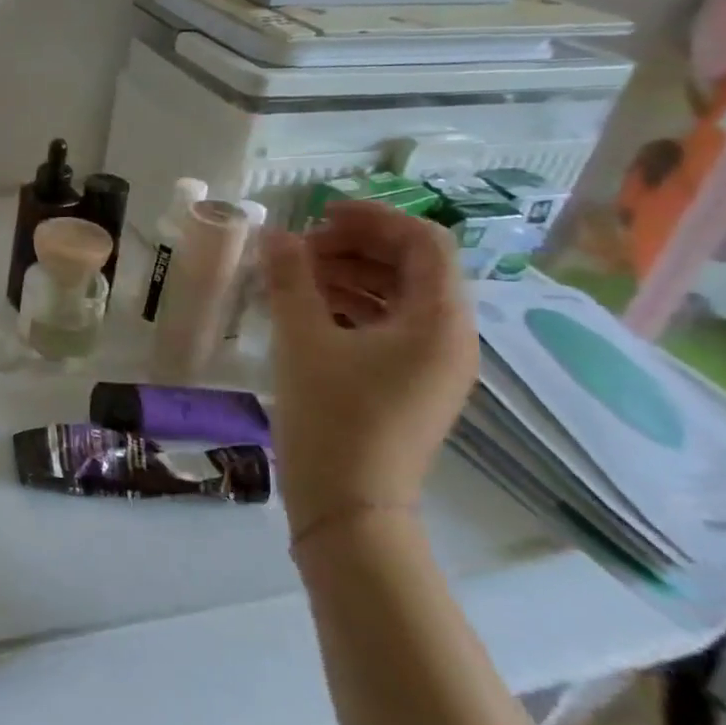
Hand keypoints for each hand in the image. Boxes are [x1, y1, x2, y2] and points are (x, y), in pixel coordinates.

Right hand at [262, 200, 477, 540]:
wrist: (349, 508)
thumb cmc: (332, 419)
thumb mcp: (303, 341)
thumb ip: (290, 279)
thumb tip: (276, 234)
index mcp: (439, 321)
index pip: (423, 242)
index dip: (373, 218)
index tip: (319, 216)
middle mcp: (450, 338)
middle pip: (412, 267)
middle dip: (355, 247)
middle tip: (300, 249)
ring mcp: (433, 365)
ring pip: (398, 298)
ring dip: (350, 276)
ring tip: (296, 276)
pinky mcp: (410, 385)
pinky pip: (389, 328)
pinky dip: (352, 308)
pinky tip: (309, 310)